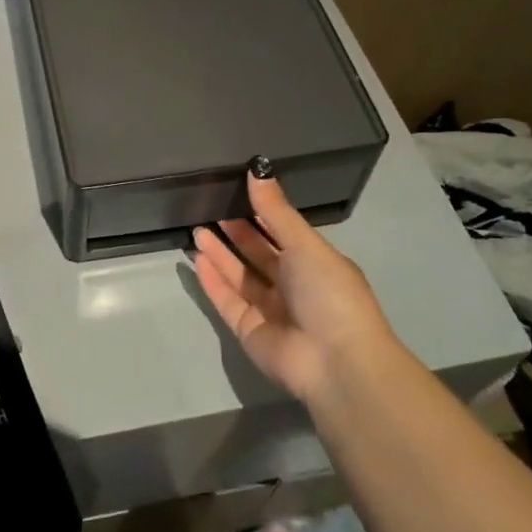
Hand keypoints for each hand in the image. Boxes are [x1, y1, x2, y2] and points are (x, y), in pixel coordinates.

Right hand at [191, 166, 397, 403]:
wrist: (335, 362)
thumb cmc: (329, 294)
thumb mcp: (306, 244)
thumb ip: (276, 210)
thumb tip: (257, 169)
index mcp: (315, 264)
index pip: (283, 234)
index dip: (261, 215)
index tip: (236, 193)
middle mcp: (293, 286)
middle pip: (258, 255)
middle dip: (236, 233)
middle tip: (210, 209)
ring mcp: (270, 310)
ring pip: (240, 276)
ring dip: (220, 254)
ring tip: (197, 229)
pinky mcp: (249, 330)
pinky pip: (227, 300)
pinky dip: (213, 281)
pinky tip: (197, 259)